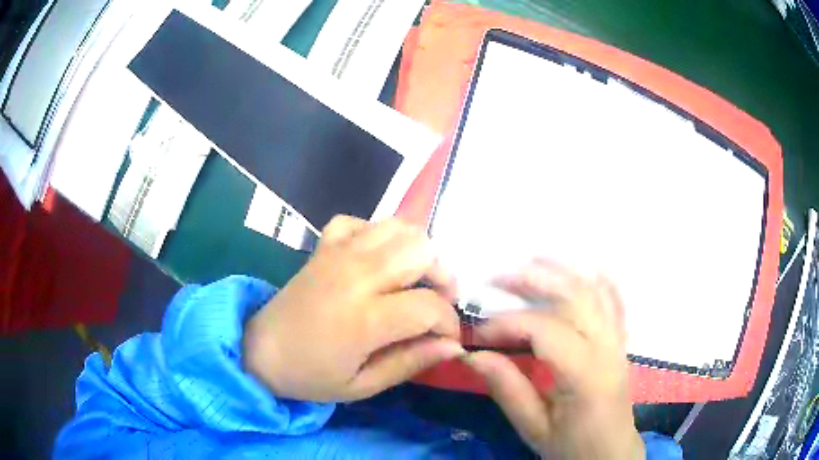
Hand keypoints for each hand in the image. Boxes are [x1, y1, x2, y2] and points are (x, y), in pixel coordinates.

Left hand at [243, 215, 464, 401]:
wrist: (260, 351)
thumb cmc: (311, 376)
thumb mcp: (363, 386)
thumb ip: (410, 362)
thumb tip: (454, 345)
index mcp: (364, 319)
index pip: (429, 306)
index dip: (449, 321)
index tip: (447, 337)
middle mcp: (355, 276)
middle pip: (422, 250)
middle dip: (442, 276)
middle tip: (436, 302)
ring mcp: (337, 254)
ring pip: (397, 227)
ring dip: (416, 251)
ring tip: (413, 279)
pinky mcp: (323, 246)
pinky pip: (359, 222)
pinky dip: (376, 235)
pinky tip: (375, 260)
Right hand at [463, 260, 644, 458]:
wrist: (611, 454)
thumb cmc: (572, 446)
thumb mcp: (535, 428)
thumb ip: (508, 390)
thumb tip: (473, 355)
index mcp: (586, 375)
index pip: (547, 330)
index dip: (508, 323)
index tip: (478, 333)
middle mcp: (607, 349)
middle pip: (575, 297)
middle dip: (534, 280)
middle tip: (496, 279)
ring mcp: (618, 341)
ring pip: (596, 291)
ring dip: (563, 270)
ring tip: (531, 260)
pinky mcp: (620, 342)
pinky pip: (616, 301)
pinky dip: (601, 280)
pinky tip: (586, 267)